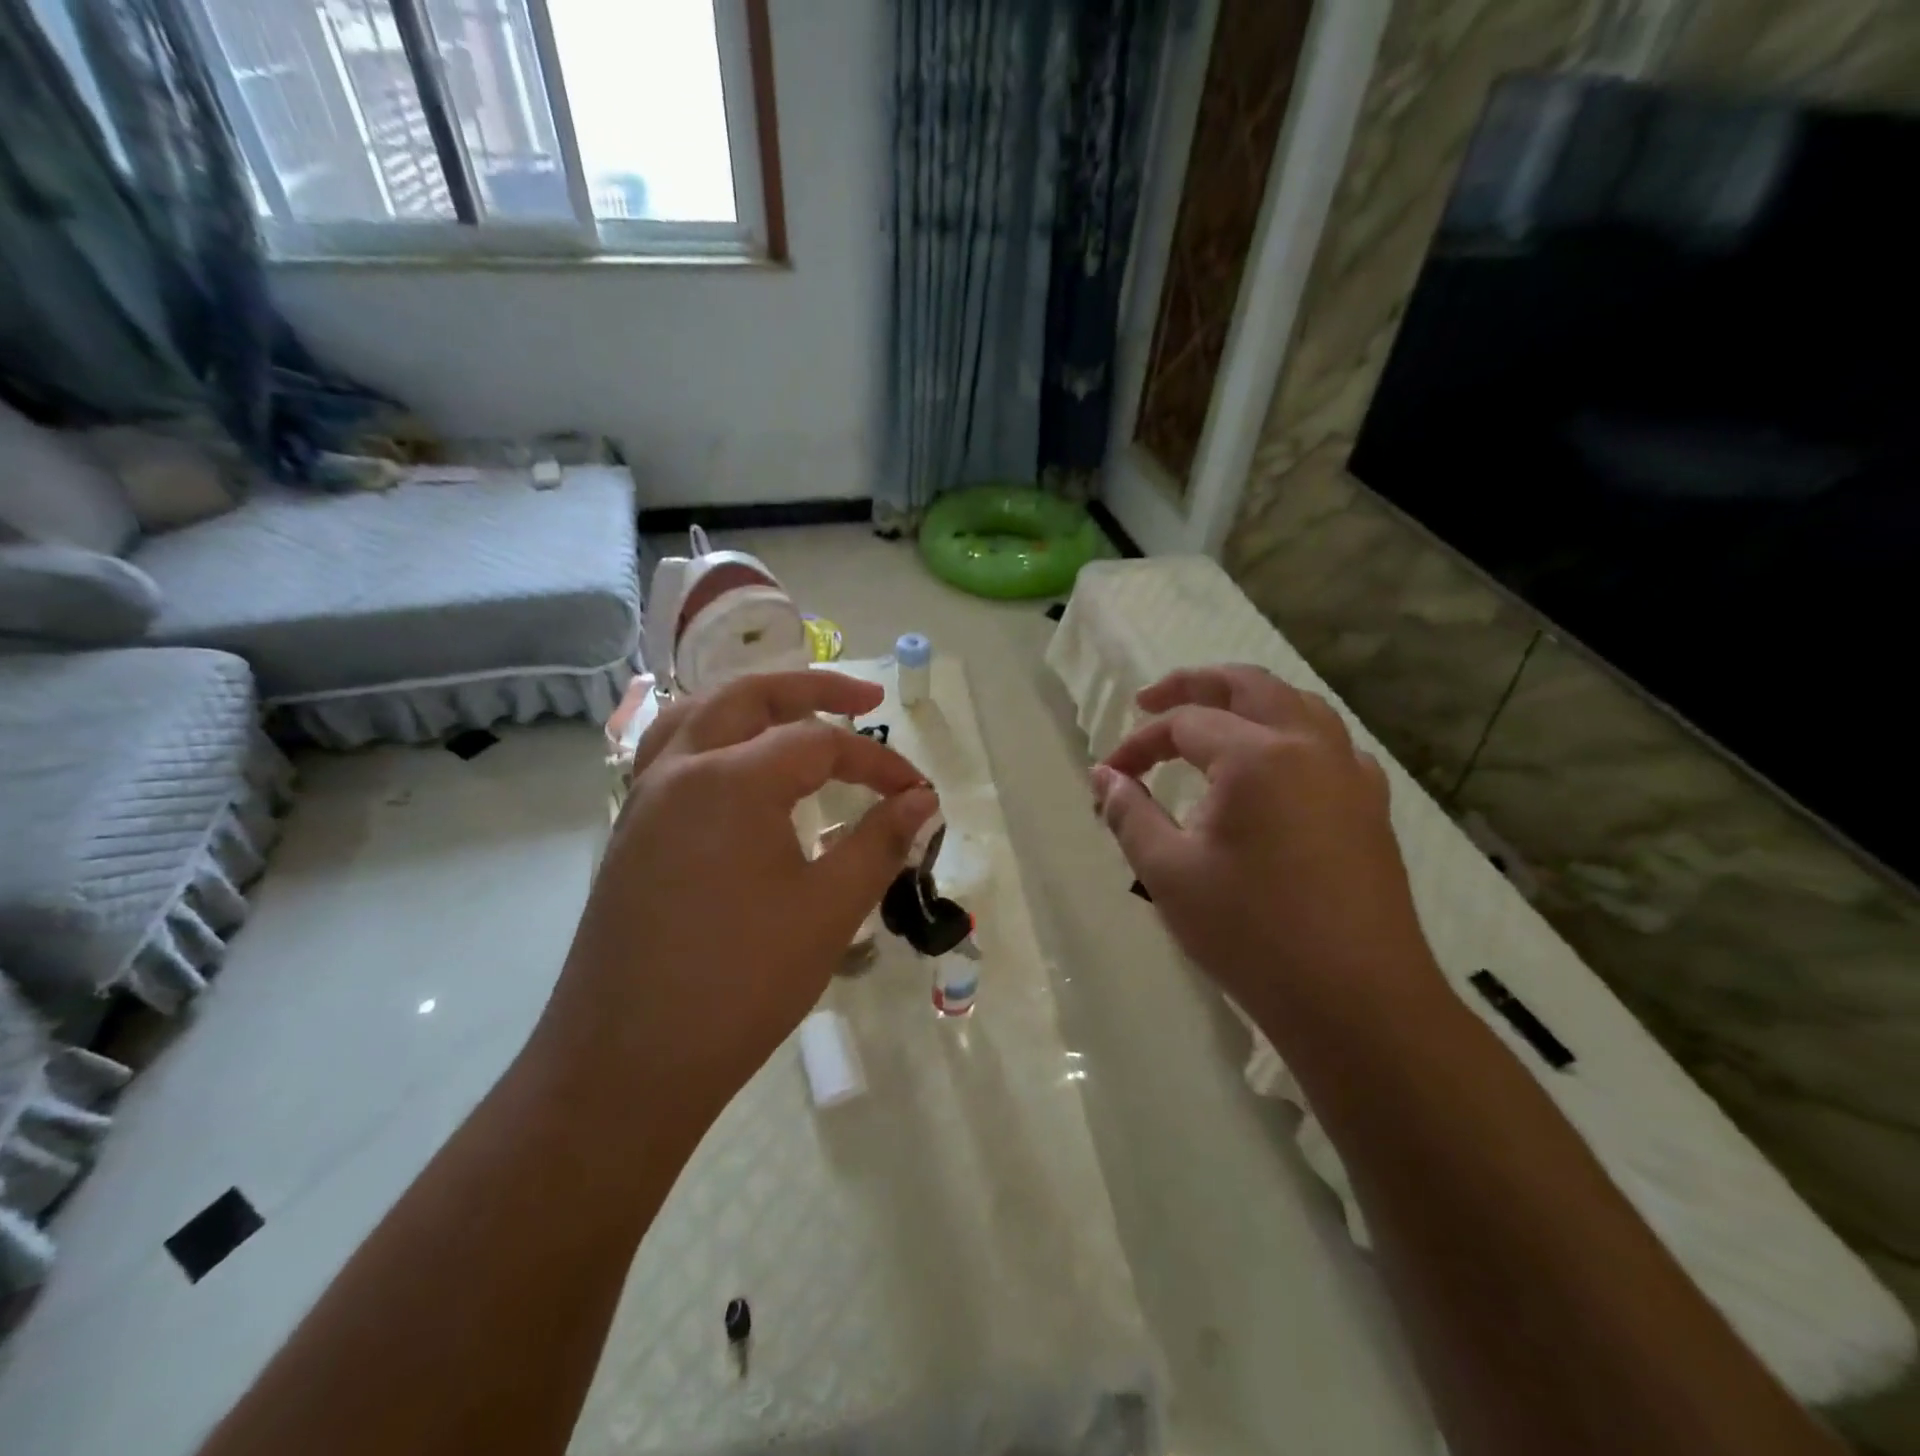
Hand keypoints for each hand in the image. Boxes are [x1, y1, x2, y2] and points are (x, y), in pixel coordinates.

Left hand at [540, 671, 937, 1124]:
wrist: (626, 1066)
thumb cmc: (740, 984)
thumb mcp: (828, 910)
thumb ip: (880, 843)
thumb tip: (922, 800)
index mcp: (730, 780)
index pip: (821, 744)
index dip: (878, 764)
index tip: (919, 794)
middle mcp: (679, 770)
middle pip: (751, 696)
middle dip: (814, 690)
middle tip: (866, 700)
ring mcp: (645, 800)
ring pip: (699, 715)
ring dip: (753, 704)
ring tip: (797, 718)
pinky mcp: (630, 832)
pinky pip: (672, 753)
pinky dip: (714, 738)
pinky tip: (738, 772)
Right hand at [1092, 665, 1442, 1038]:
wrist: (1356, 1001)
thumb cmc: (1251, 933)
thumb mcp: (1168, 872)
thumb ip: (1130, 813)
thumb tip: (1103, 777)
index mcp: (1257, 756)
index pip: (1184, 723)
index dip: (1139, 743)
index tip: (1110, 774)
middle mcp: (1310, 746)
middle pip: (1248, 686)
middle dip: (1193, 685)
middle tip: (1151, 702)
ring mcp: (1350, 774)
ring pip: (1297, 705)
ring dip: (1248, 702)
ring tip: (1212, 722)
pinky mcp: (1371, 806)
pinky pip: (1329, 744)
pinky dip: (1291, 735)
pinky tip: (1275, 769)